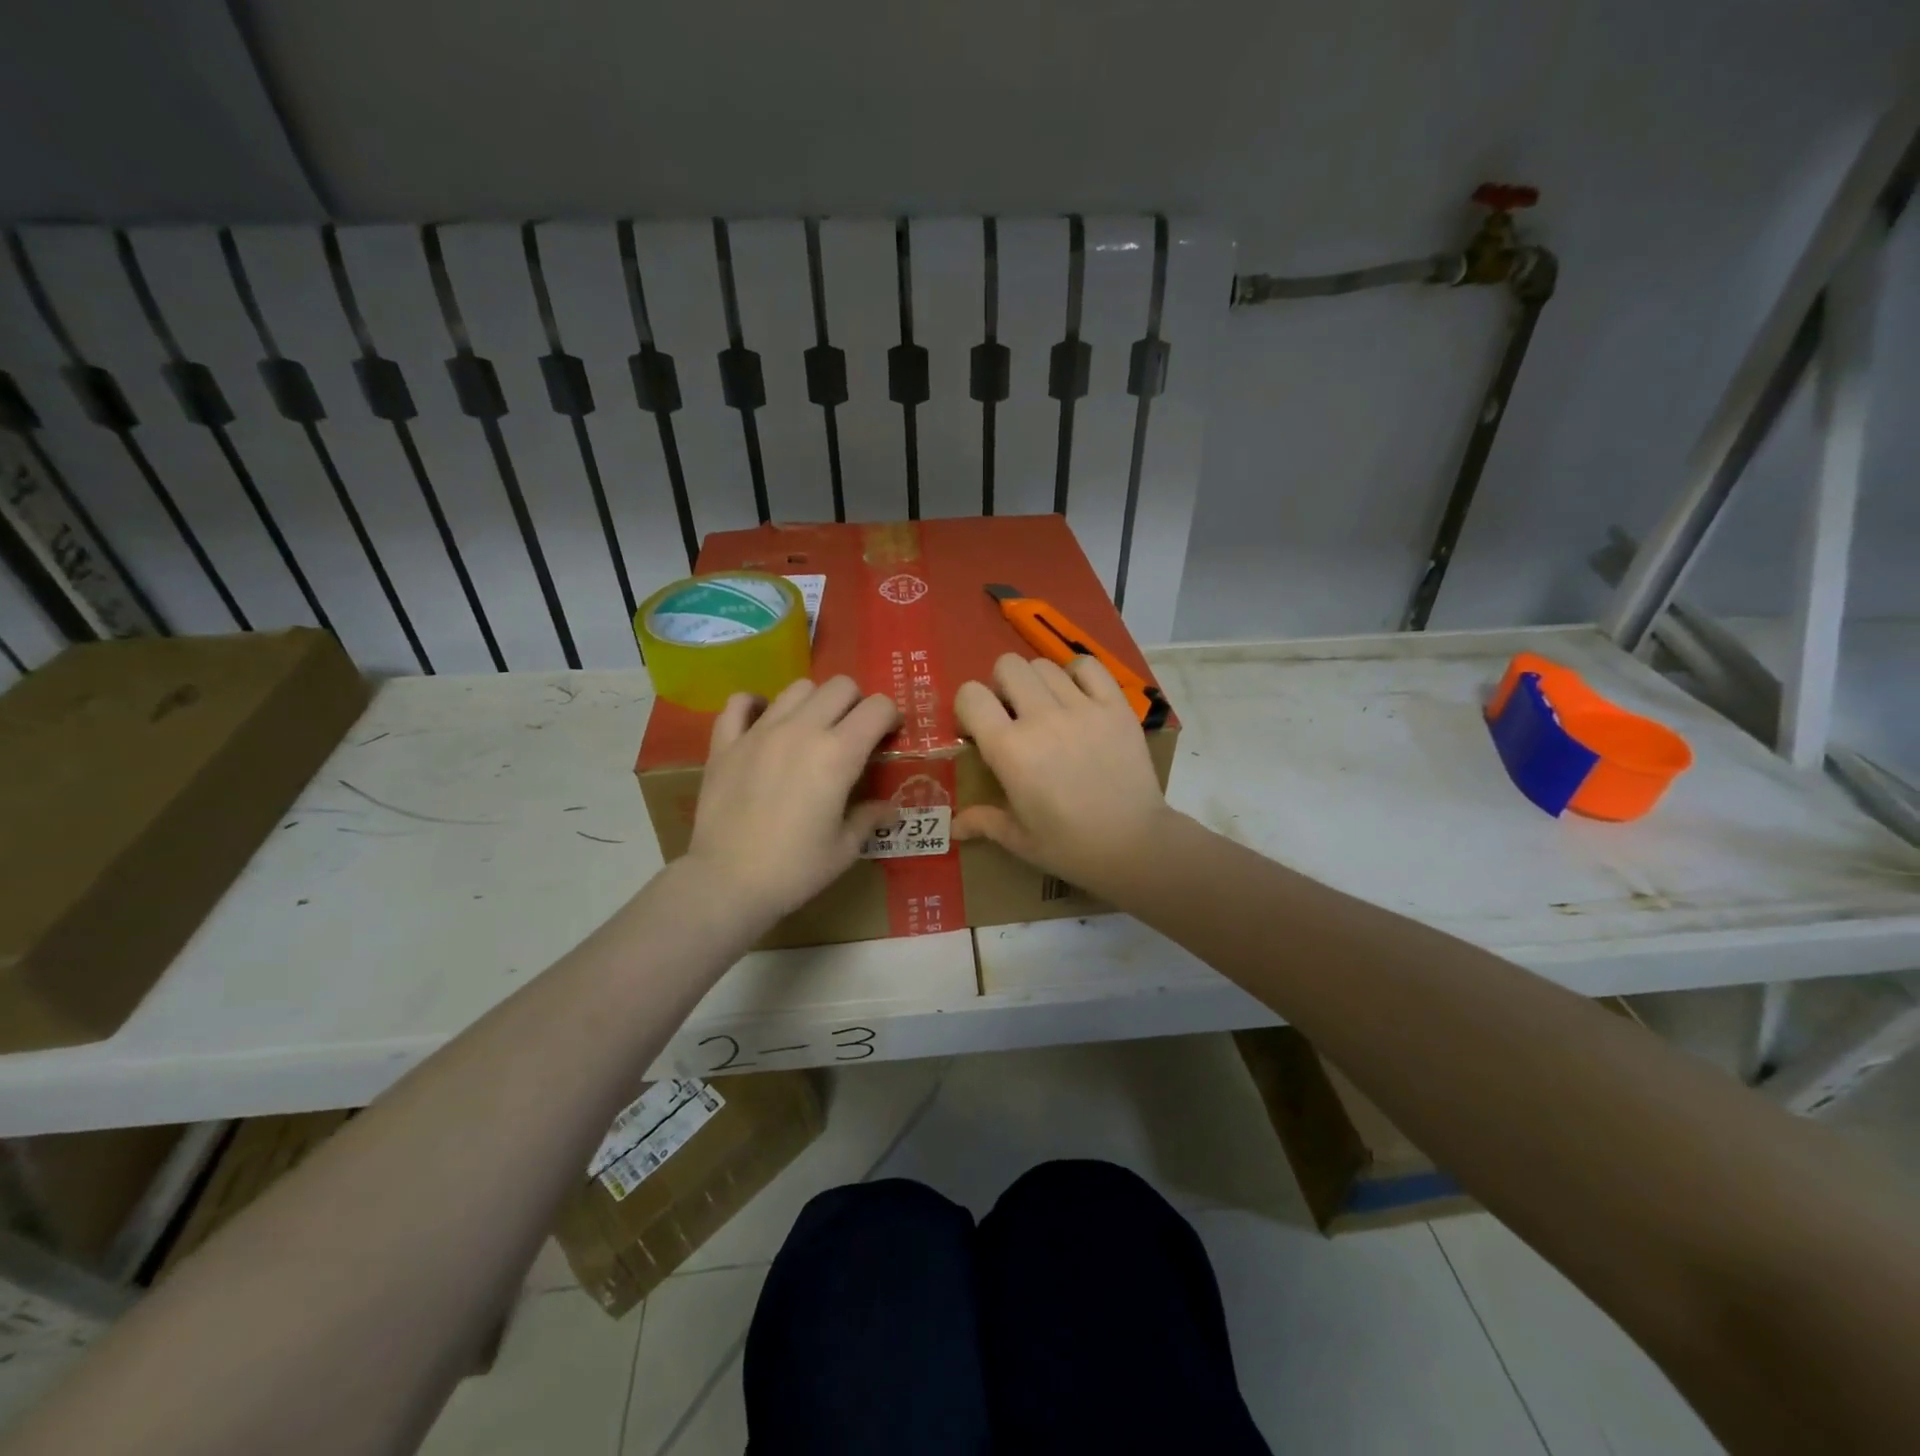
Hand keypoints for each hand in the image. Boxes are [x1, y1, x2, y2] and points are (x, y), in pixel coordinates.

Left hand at [686, 676, 898, 922]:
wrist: (727, 882)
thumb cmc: (795, 869)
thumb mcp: (845, 848)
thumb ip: (869, 818)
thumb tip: (889, 810)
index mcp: (838, 754)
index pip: (877, 708)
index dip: (890, 717)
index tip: (888, 737)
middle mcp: (801, 730)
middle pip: (840, 686)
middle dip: (855, 704)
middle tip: (852, 734)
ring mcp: (759, 732)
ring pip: (797, 688)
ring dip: (813, 702)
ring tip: (810, 730)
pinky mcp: (725, 743)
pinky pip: (740, 703)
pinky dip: (755, 706)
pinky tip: (763, 723)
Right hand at [953, 653, 1174, 897]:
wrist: (1135, 845)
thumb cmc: (1070, 846)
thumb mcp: (1019, 839)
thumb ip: (983, 822)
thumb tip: (954, 826)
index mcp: (1009, 749)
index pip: (971, 695)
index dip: (969, 707)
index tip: (978, 729)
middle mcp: (1041, 718)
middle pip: (1008, 666)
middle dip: (1002, 686)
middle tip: (1013, 715)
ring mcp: (1082, 708)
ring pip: (1044, 665)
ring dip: (1037, 683)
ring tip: (1048, 710)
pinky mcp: (1116, 706)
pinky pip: (1088, 666)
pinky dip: (1077, 675)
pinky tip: (1078, 698)